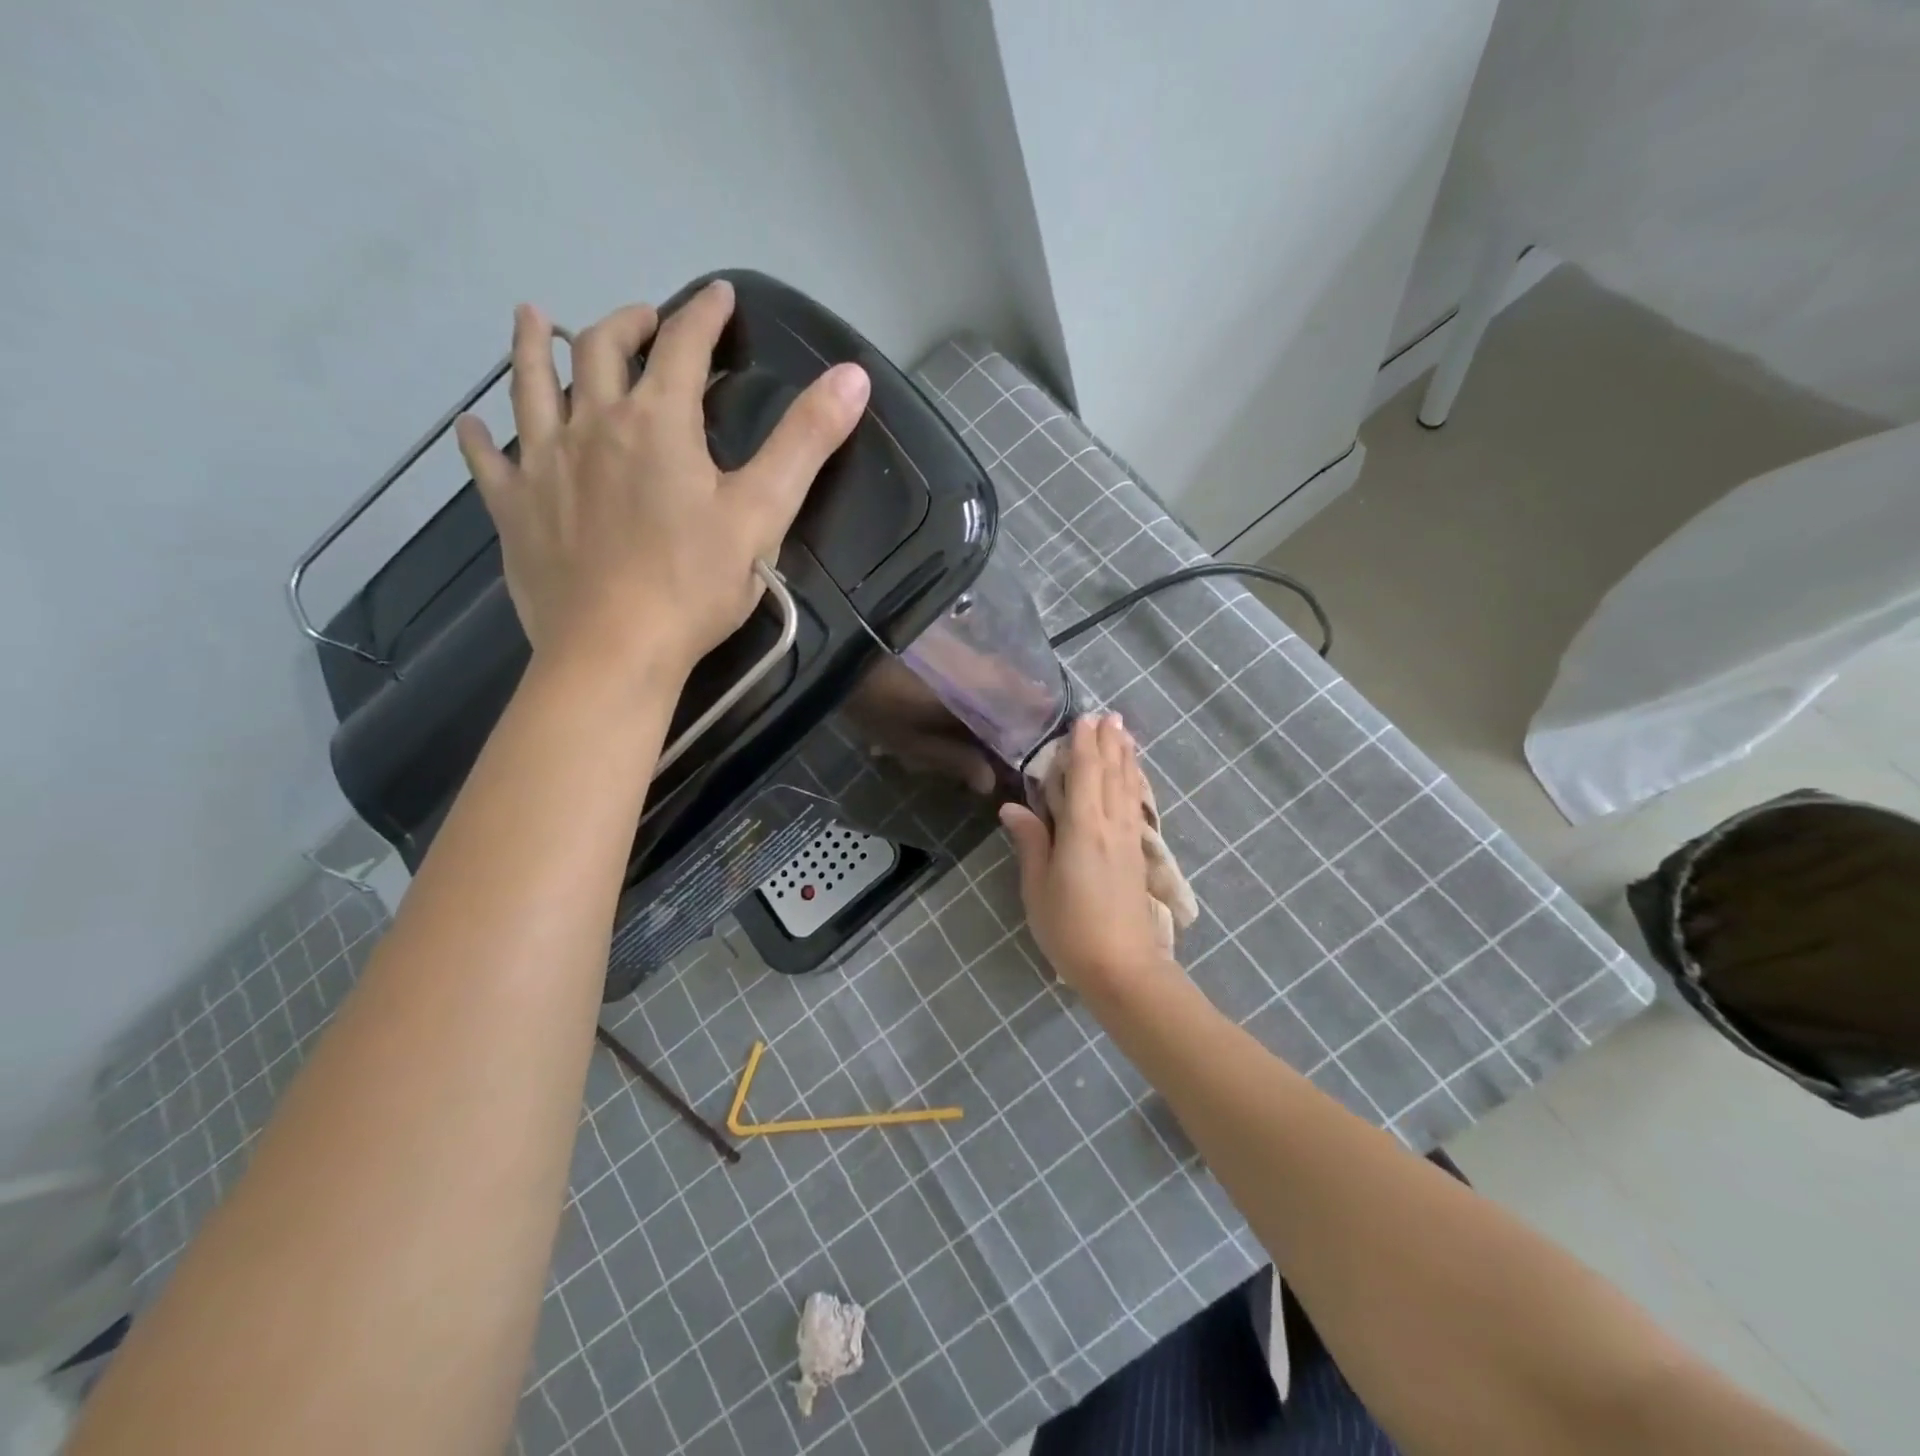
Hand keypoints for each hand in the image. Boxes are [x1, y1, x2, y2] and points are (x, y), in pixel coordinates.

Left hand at [454, 282, 870, 681]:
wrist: (614, 650)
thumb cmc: (694, 585)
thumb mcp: (764, 513)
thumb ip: (806, 442)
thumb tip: (853, 375)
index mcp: (658, 423)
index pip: (683, 346)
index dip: (704, 314)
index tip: (718, 295)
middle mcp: (593, 425)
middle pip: (601, 350)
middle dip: (627, 323)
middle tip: (644, 319)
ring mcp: (544, 464)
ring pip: (531, 385)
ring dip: (536, 346)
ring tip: (537, 319)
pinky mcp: (514, 509)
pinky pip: (487, 460)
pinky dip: (479, 436)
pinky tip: (471, 425)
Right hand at [999, 714, 1167, 995]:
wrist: (1123, 968)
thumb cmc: (1070, 928)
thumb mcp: (1038, 887)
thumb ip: (1031, 842)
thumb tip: (1012, 807)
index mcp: (1084, 829)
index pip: (1085, 774)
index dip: (1084, 745)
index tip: (1084, 718)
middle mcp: (1111, 826)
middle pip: (1112, 774)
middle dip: (1110, 743)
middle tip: (1109, 715)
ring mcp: (1129, 841)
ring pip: (1128, 788)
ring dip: (1126, 759)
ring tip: (1125, 735)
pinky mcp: (1138, 856)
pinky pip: (1135, 807)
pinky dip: (1133, 785)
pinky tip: (1132, 781)